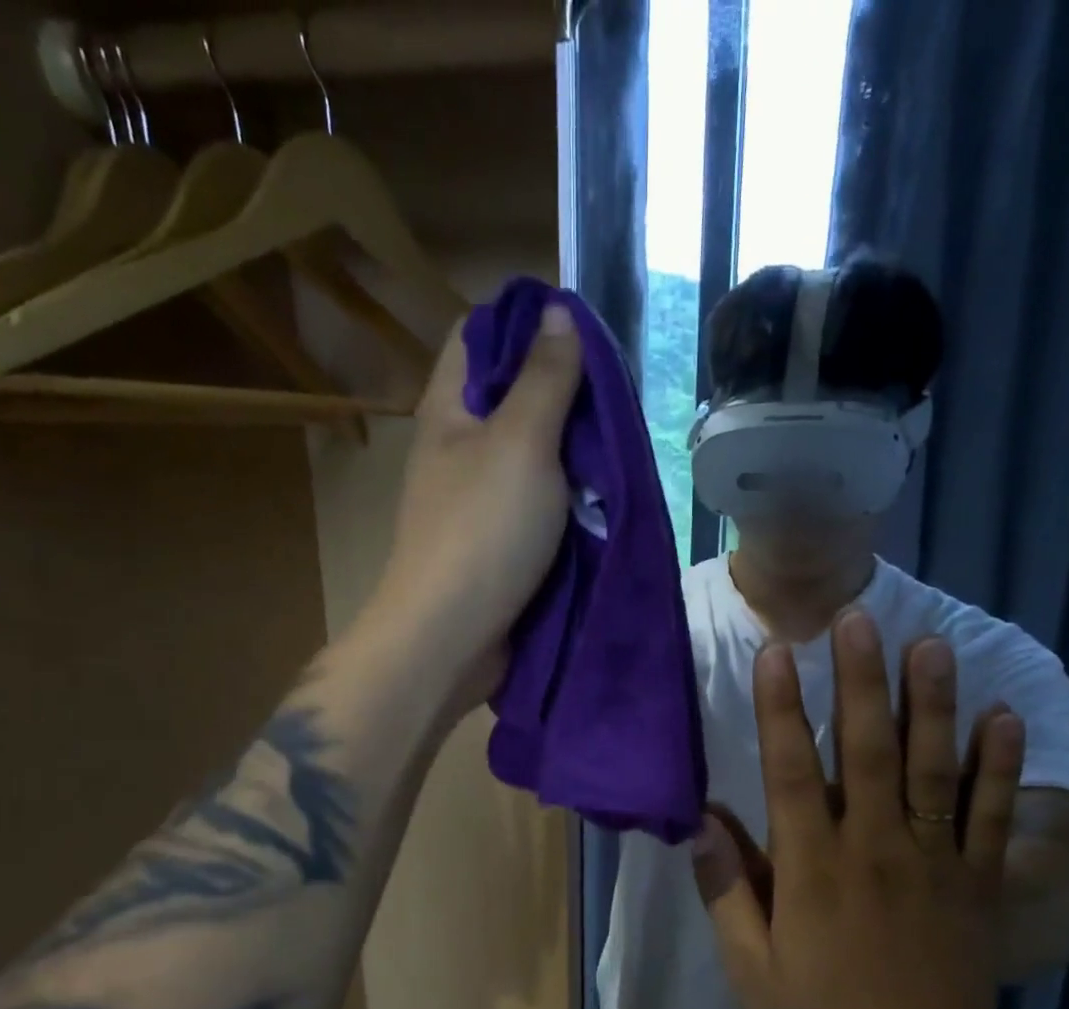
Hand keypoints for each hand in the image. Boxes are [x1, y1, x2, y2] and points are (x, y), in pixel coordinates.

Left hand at [373, 303, 582, 706]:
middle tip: (615, 396)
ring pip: (532, 453)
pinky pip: (539, 502)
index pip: (479, 336)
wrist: (452, 636)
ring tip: (618, 443)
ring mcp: (478, 498)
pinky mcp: (499, 541)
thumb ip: (545, 378)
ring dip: (573, 449)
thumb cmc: (483, 531)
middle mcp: (459, 447)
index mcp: (449, 409)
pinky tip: (603, 493)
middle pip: (511, 396)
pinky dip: (569, 495)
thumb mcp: (521, 441)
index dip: (526, 322)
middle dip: (563, 391)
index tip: (581, 332)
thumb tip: (558, 311)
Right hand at [691, 611, 1026, 1008]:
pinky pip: (994, 815)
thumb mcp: (751, 970)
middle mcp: (875, 848)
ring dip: (931, 703)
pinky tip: (1004, 716)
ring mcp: (935, 860)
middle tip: (858, 618)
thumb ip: (725, 890)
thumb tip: (700, 820)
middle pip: (867, 752)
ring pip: (932, 769)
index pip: (791, 773)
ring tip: (930, 643)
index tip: (778, 653)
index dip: (781, 710)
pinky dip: (1000, 765)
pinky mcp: (980, 879)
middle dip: (861, 681)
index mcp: (813, 869)